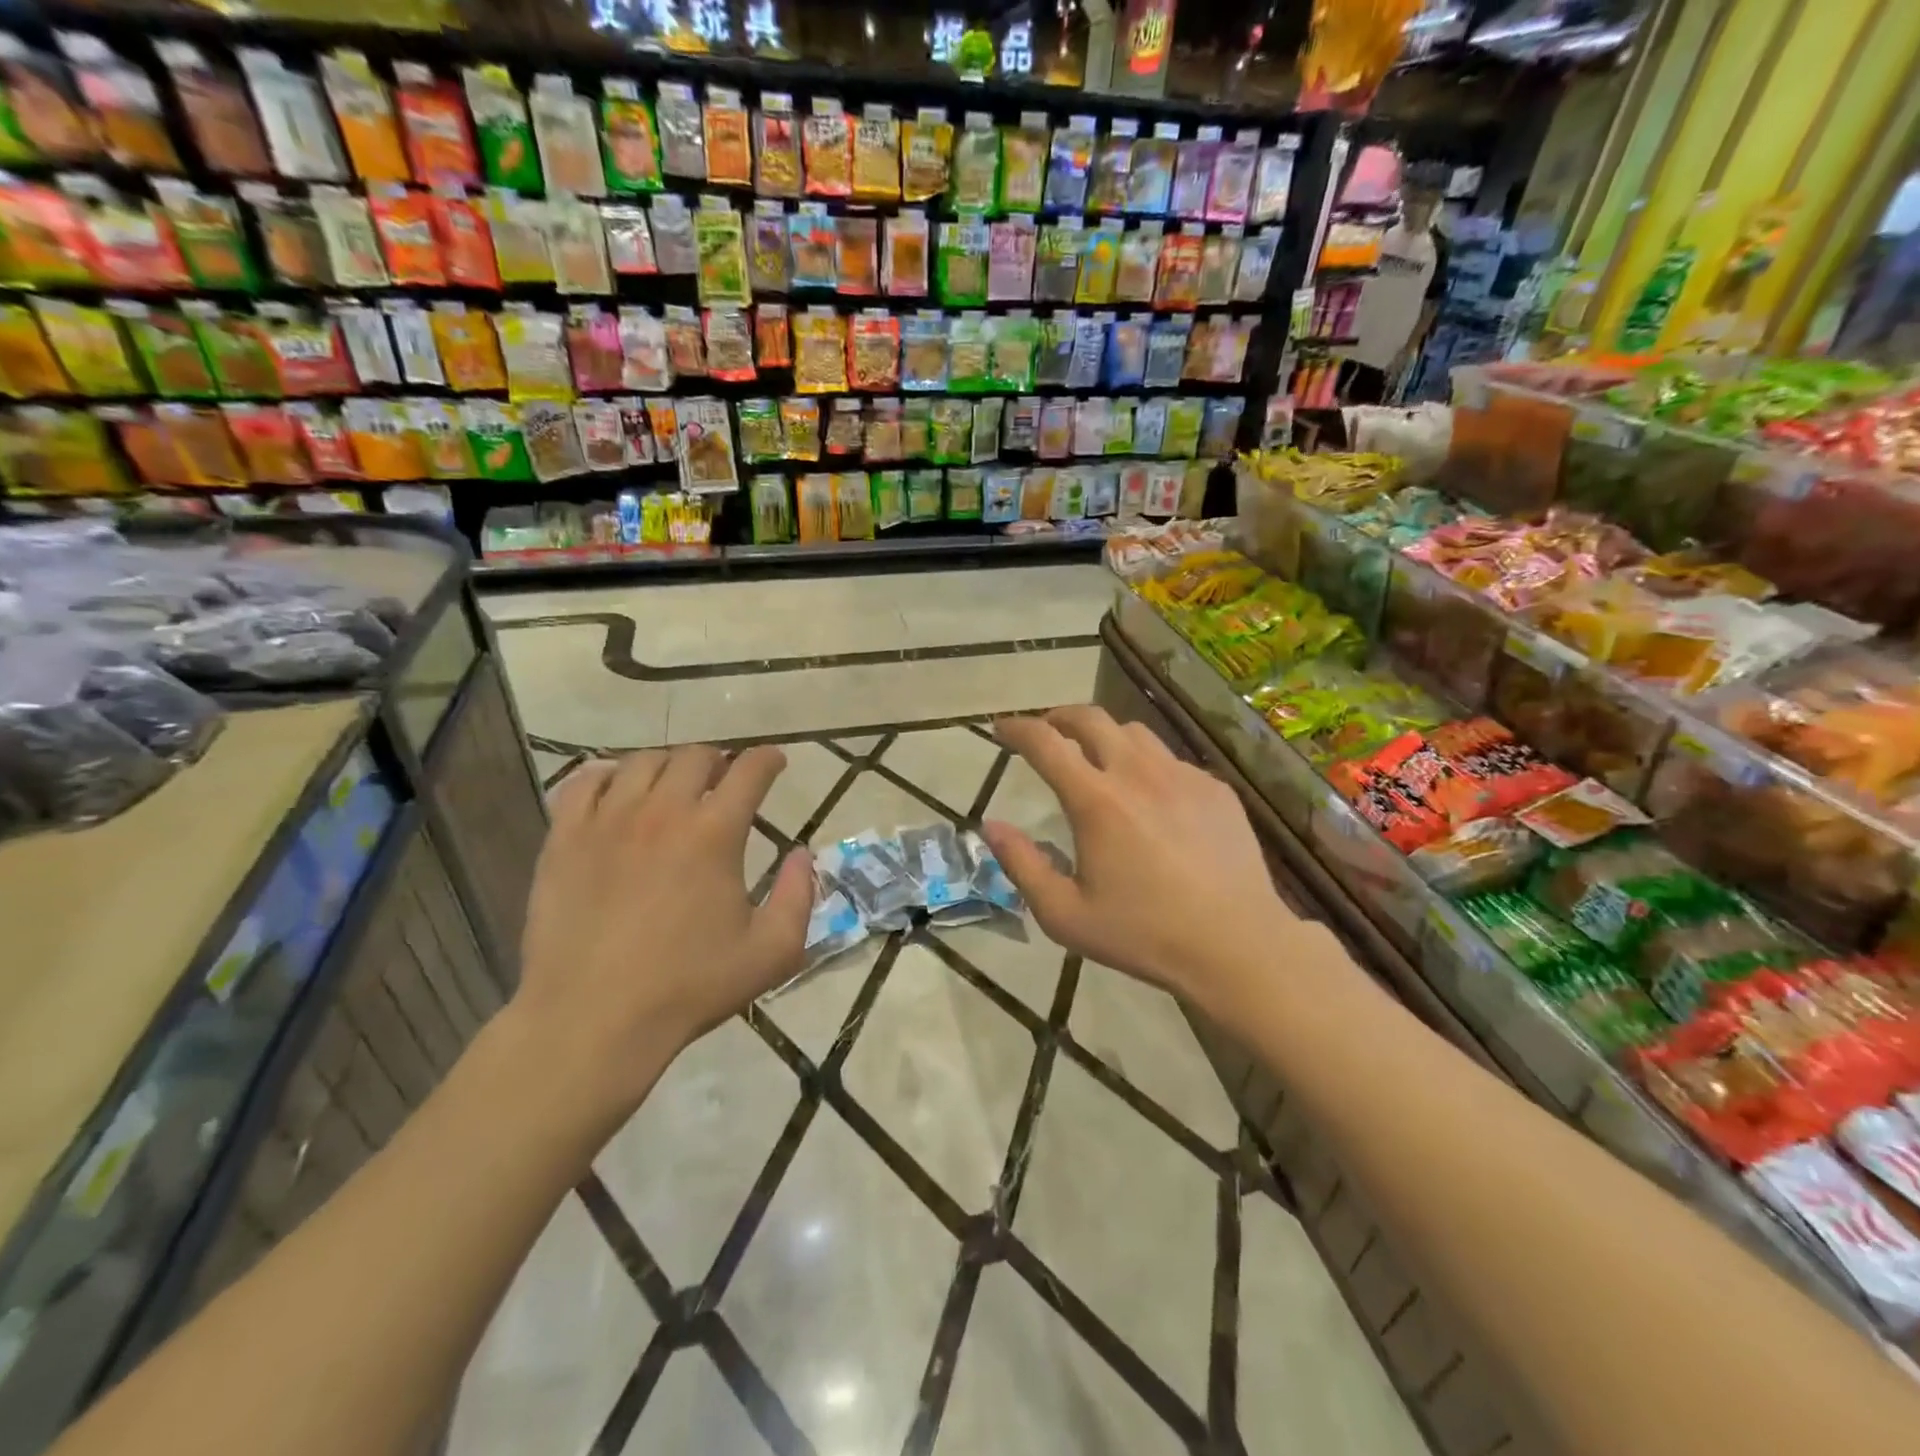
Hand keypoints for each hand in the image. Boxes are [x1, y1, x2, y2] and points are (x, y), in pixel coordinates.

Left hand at [510, 746, 813, 1118]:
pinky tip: (617, 794)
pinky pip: (583, 783)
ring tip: (674, 787)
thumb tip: (802, 854)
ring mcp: (607, 821)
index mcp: (715, 833)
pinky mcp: (564, 839)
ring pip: (641, 762)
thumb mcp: (772, 952)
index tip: (775, 762)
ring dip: (668, 765)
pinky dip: (607, 777)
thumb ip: (799, 896)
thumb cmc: (689, 987)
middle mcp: (662, 812)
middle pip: (695, 756)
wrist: (593, 1019)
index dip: (768, 759)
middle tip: (725, 781)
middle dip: (719, 760)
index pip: (749, 770)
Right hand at [981, 707, 1296, 1015]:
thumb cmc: (1143, 934)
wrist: (1236, 945)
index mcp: (1096, 801)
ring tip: (1097, 760)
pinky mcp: (1215, 789)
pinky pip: (1172, 761)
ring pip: (1134, 733)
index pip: (1045, 742)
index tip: (1002, 728)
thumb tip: (991, 826)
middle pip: (1091, 718)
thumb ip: (1021, 865)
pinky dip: (1148, 766)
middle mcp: (1138, 773)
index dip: (1017, 728)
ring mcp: (1182, 776)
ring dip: (1105, 736)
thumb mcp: (1065, 915)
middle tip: (1046, 732)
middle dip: (1059, 717)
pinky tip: (1152, 800)